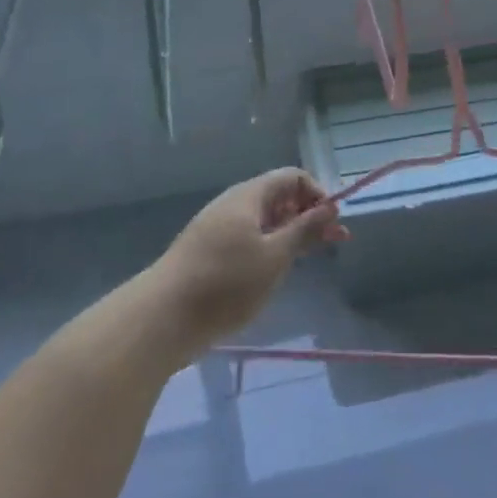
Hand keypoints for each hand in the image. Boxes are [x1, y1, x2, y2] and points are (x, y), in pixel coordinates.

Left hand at [145, 168, 346, 358]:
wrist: (161, 319)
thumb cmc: (225, 284)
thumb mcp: (274, 257)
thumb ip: (304, 229)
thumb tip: (329, 206)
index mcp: (248, 197)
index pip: (292, 177)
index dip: (317, 194)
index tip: (332, 223)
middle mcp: (233, 205)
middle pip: (279, 198)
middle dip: (309, 216)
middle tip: (335, 242)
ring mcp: (217, 229)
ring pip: (264, 221)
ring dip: (291, 234)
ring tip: (310, 258)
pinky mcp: (207, 254)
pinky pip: (248, 239)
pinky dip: (269, 248)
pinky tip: (275, 271)